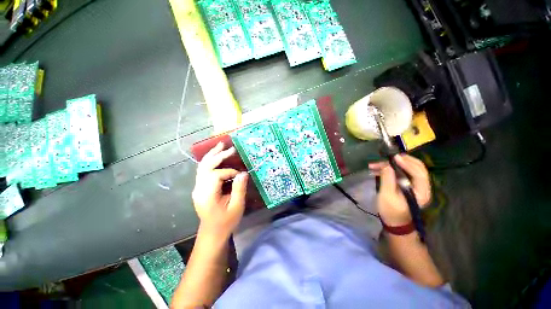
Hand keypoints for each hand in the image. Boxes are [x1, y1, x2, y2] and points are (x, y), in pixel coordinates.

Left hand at [192, 142, 248, 238]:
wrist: (212, 233)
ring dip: (212, 155)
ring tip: (221, 145)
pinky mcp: (200, 187)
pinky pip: (203, 170)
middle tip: (230, 148)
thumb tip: (243, 173)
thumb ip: (239, 189)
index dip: (229, 172)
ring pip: (202, 166)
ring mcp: (198, 187)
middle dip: (218, 155)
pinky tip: (216, 156)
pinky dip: (210, 161)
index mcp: (207, 195)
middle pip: (206, 166)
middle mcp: (199, 188)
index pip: (216, 175)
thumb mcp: (236, 207)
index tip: (240, 176)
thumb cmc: (226, 222)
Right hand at [369, 154, 430, 225]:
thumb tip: (386, 165)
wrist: (394, 222)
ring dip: (392, 164)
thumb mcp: (387, 195)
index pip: (419, 173)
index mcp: (421, 192)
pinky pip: (402, 172)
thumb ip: (387, 179)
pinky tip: (377, 169)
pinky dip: (390, 169)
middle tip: (387, 157)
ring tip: (375, 164)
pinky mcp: (408, 185)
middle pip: (416, 167)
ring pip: (408, 168)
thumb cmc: (391, 211)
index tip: (393, 158)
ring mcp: (415, 185)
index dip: (407, 163)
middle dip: (401, 160)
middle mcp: (422, 186)